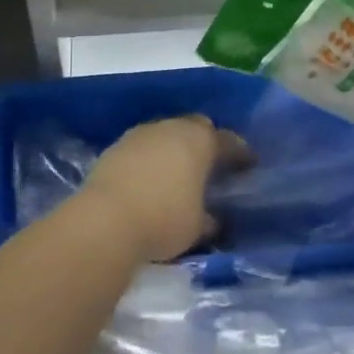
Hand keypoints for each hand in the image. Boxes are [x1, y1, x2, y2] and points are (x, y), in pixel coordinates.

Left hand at [82, 116, 245, 262]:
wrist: (104, 220)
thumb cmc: (164, 220)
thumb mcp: (197, 227)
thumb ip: (209, 218)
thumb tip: (213, 219)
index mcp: (200, 141)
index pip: (228, 141)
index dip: (240, 153)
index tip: (249, 163)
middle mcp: (172, 128)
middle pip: (196, 126)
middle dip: (206, 141)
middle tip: (212, 162)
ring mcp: (141, 134)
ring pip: (167, 133)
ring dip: (175, 147)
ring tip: (179, 170)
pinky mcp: (115, 147)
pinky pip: (143, 146)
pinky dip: (151, 157)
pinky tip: (150, 177)